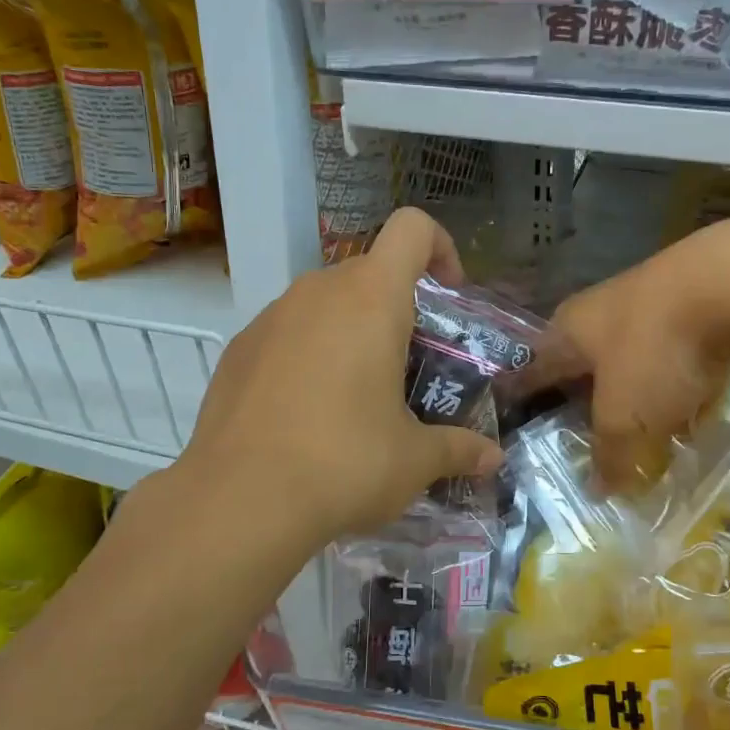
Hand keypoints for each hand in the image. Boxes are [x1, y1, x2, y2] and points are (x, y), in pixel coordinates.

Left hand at [178, 209, 503, 548]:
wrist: (239, 500)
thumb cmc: (344, 463)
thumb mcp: (413, 460)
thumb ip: (458, 449)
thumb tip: (492, 459)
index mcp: (371, 299)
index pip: (412, 230)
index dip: (440, 248)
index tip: (450, 294)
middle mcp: (318, 292)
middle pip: (369, 273)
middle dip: (396, 309)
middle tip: (409, 367)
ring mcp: (270, 317)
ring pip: (325, 304)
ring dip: (350, 332)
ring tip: (357, 397)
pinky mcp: (237, 349)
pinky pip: (287, 333)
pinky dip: (307, 355)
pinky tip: (306, 414)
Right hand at [538, 219, 729, 488]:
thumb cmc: (655, 351)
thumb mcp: (625, 417)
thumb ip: (609, 453)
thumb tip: (598, 490)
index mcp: (568, 331)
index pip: (534, 368)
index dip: (525, 395)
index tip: (515, 415)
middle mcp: (600, 310)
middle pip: (584, 361)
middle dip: (585, 395)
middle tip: (585, 431)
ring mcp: (649, 300)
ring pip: (632, 355)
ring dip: (636, 386)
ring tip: (643, 423)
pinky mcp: (693, 300)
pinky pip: (676, 349)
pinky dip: (679, 375)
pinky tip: (696, 398)